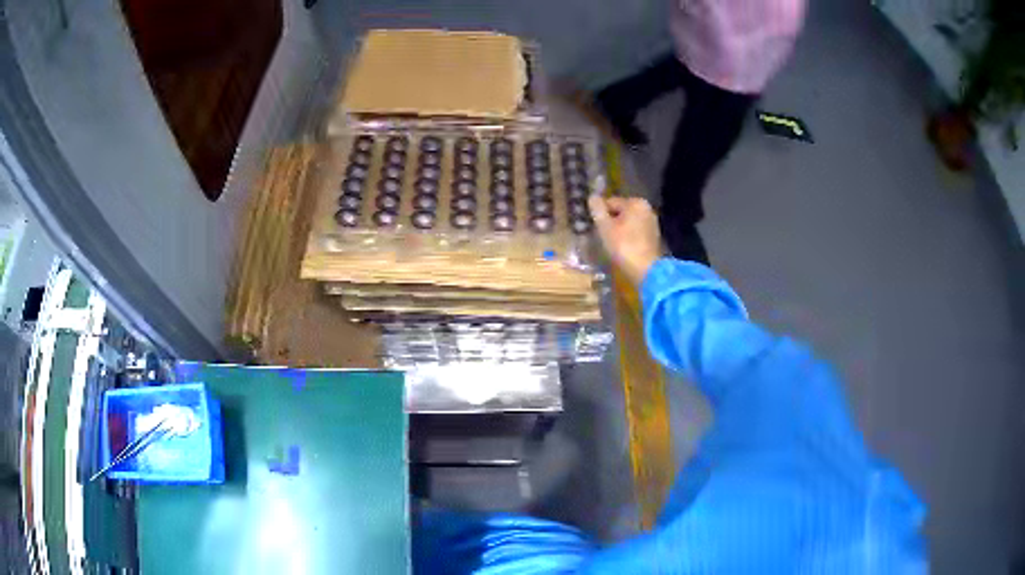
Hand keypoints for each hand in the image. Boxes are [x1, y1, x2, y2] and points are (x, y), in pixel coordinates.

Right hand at [588, 195, 661, 284]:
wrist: (646, 270)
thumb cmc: (624, 246)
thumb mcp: (605, 227)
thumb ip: (598, 209)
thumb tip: (592, 196)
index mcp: (635, 202)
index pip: (610, 202)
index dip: (600, 214)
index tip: (595, 227)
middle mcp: (646, 208)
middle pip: (620, 211)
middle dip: (610, 221)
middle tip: (603, 237)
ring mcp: (651, 222)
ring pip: (628, 222)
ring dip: (619, 229)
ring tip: (612, 243)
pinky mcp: (653, 236)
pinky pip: (635, 231)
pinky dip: (628, 236)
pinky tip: (623, 247)